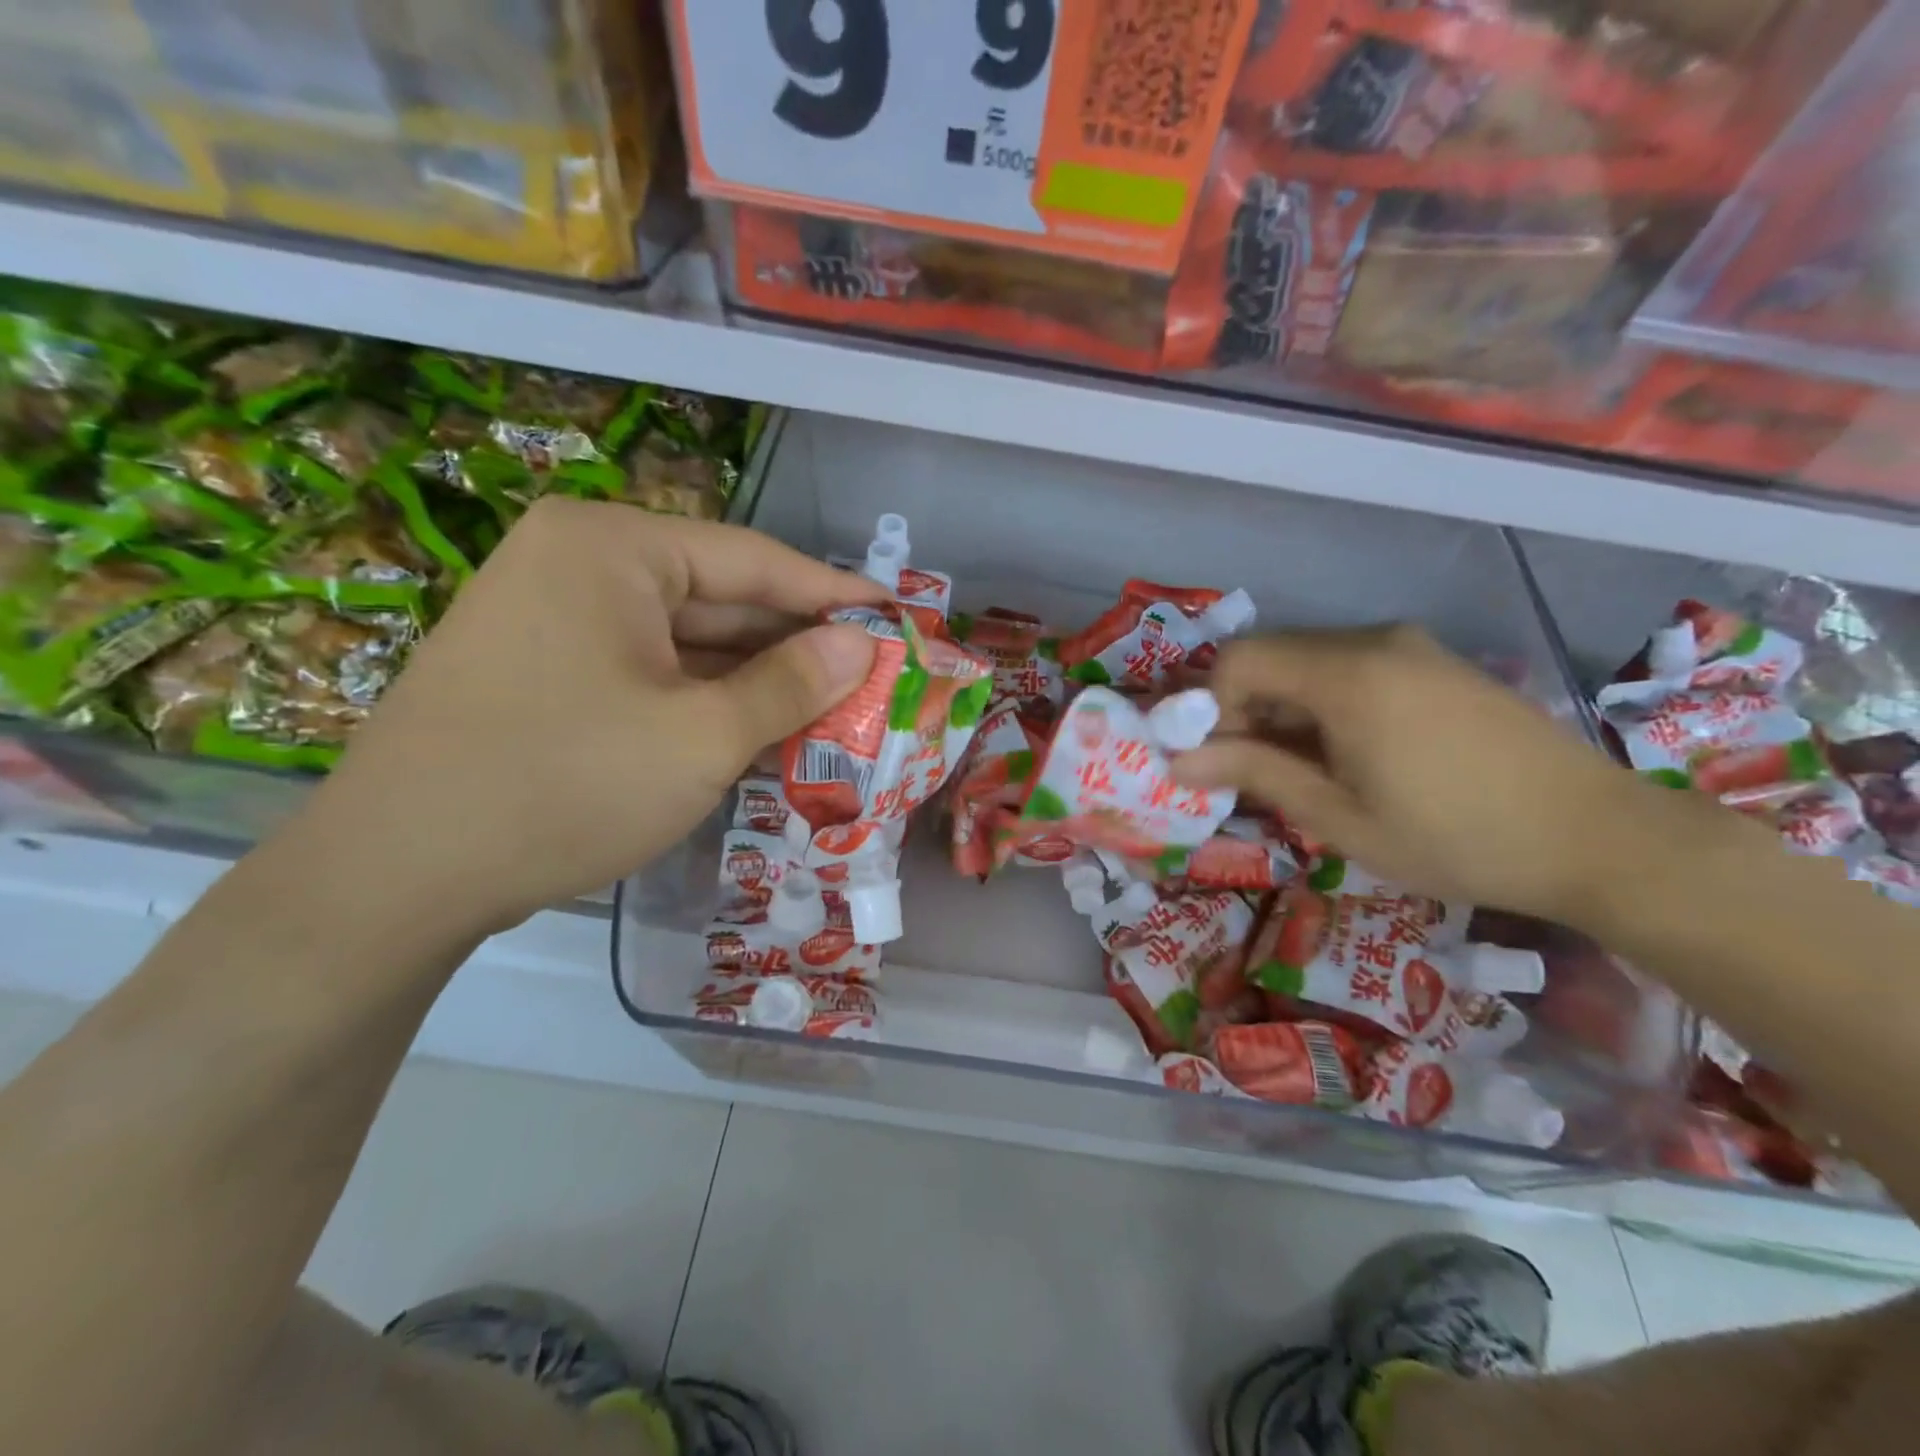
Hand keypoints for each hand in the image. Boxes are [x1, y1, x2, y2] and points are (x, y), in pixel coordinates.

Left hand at [293, 499, 886, 937]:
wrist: (395, 876)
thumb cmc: (564, 785)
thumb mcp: (701, 736)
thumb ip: (792, 683)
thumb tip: (862, 643)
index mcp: (611, 548)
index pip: (753, 560)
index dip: (833, 593)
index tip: (896, 616)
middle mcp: (579, 564)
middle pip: (719, 598)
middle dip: (795, 645)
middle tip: (871, 676)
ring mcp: (555, 618)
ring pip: (687, 642)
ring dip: (755, 680)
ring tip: (831, 710)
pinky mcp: (546, 670)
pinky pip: (651, 672)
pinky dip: (706, 701)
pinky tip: (758, 731)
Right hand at [1171, 625, 1663, 922]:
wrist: (1599, 836)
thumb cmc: (1456, 838)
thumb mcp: (1339, 817)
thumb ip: (1254, 774)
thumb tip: (1178, 760)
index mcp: (1347, 675)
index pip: (1238, 660)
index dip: (1208, 707)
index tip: (1217, 761)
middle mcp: (1374, 641)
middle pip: (1270, 656)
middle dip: (1242, 710)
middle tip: (1254, 773)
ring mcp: (1410, 647)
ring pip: (1308, 661)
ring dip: (1282, 709)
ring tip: (1305, 771)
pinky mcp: (1434, 662)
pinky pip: (1350, 667)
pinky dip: (1322, 703)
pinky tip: (1350, 754)